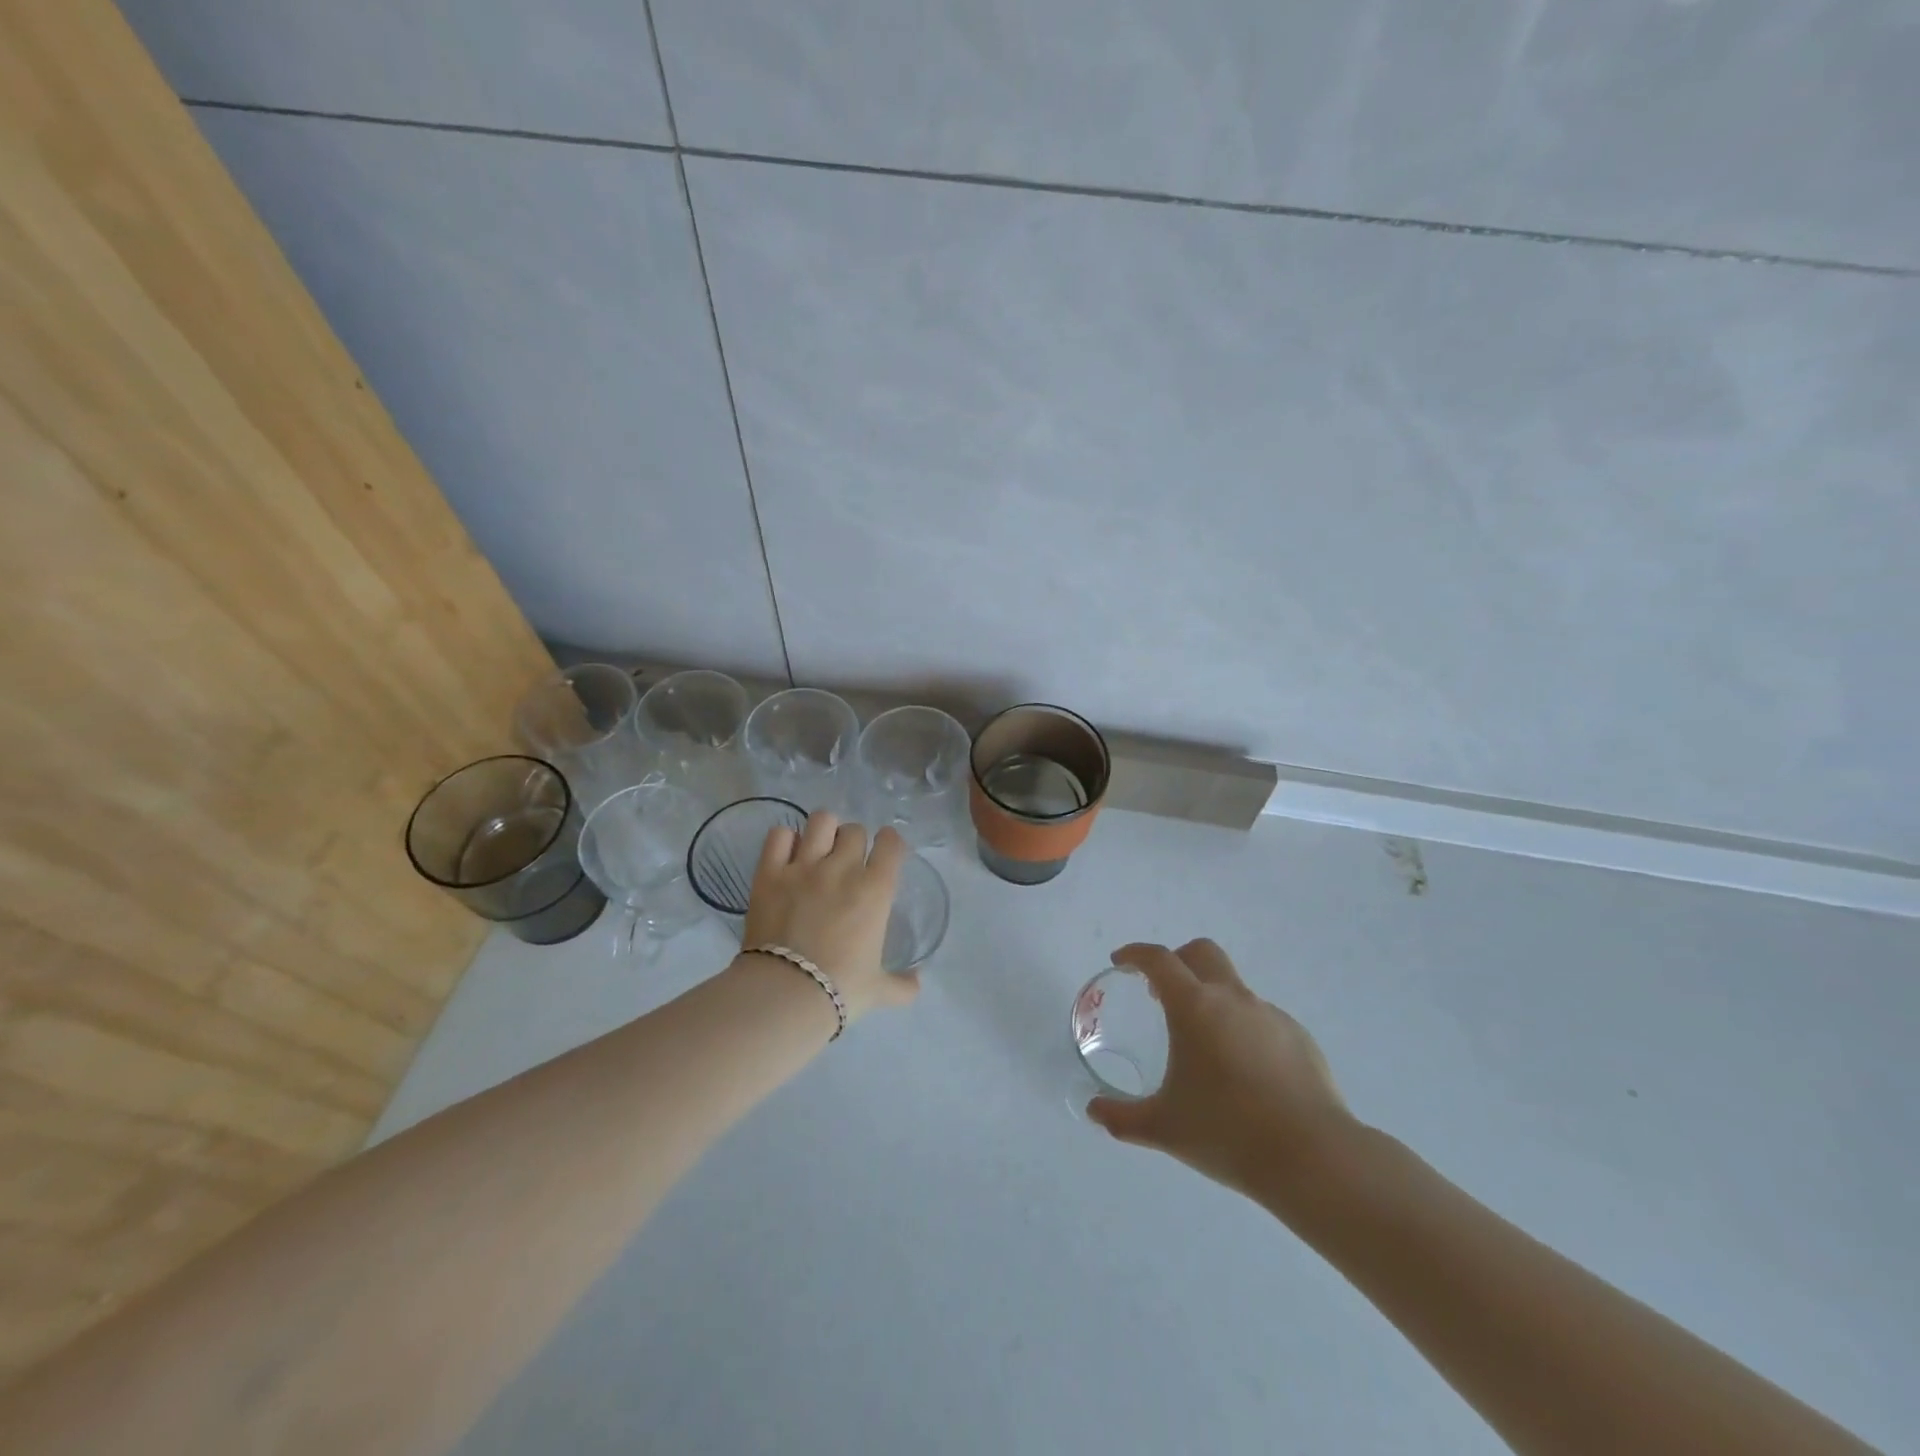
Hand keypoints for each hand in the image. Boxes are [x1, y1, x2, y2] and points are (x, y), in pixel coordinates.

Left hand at [739, 813, 919, 1024]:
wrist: (786, 993)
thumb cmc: (840, 989)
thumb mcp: (878, 989)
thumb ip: (902, 986)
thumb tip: (917, 983)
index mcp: (875, 889)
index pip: (891, 843)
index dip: (889, 844)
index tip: (884, 854)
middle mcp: (843, 868)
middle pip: (855, 830)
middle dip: (854, 841)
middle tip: (846, 862)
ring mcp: (804, 866)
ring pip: (821, 821)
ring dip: (823, 832)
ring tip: (818, 850)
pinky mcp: (769, 872)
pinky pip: (779, 836)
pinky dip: (785, 841)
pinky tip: (787, 856)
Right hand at [1087, 939, 1355, 1202]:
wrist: (1313, 1157)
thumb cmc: (1227, 1133)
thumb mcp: (1164, 1128)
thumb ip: (1123, 1117)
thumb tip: (1094, 1111)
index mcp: (1195, 1007)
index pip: (1159, 960)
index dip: (1136, 954)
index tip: (1121, 961)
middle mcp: (1233, 999)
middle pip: (1202, 953)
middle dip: (1177, 961)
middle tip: (1161, 992)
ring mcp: (1270, 1015)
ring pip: (1233, 988)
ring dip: (1212, 999)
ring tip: (1204, 1046)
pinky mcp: (1299, 1038)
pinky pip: (1261, 1019)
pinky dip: (1243, 1029)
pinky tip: (1244, 1072)